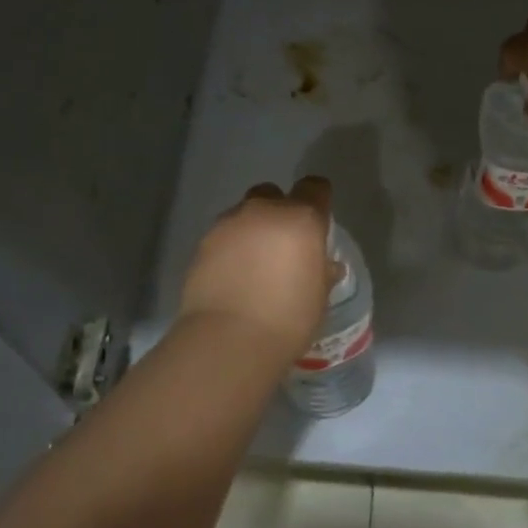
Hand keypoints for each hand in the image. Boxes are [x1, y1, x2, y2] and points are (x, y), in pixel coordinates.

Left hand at [179, 178, 338, 357]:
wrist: (228, 339)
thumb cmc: (288, 319)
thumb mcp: (318, 298)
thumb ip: (322, 273)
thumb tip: (324, 265)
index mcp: (301, 219)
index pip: (315, 188)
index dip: (318, 200)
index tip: (318, 222)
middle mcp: (264, 211)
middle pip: (273, 194)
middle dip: (279, 211)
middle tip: (282, 246)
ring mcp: (229, 223)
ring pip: (244, 213)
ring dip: (251, 230)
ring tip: (252, 265)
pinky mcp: (203, 242)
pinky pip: (223, 235)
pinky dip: (229, 248)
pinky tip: (232, 276)